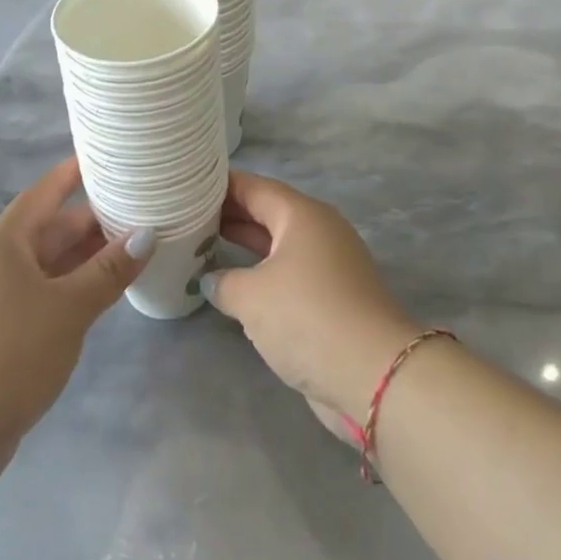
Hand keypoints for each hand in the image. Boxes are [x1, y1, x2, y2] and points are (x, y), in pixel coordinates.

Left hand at [0, 157, 150, 456]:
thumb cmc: (9, 354)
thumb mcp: (68, 308)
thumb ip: (108, 270)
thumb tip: (147, 234)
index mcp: (6, 241)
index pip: (48, 191)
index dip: (78, 172)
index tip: (113, 158)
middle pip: (52, 228)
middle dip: (95, 223)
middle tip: (144, 214)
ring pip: (49, 264)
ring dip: (87, 260)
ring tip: (135, 252)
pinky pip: (42, 293)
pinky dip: (72, 289)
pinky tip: (103, 296)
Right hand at [201, 170, 418, 431]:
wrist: (373, 374)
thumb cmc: (307, 316)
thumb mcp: (252, 297)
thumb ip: (224, 282)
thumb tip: (210, 279)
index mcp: (301, 214)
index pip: (253, 187)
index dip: (220, 186)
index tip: (187, 186)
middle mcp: (318, 229)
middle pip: (267, 212)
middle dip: (229, 214)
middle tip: (188, 215)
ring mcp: (329, 263)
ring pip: (278, 244)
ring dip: (245, 245)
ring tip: (204, 244)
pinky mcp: (333, 296)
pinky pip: (289, 272)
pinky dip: (262, 273)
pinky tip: (236, 286)